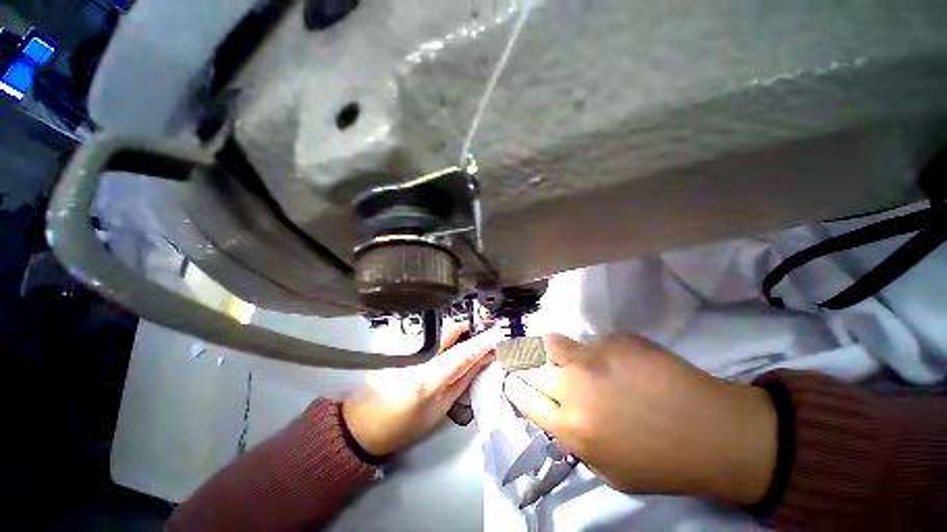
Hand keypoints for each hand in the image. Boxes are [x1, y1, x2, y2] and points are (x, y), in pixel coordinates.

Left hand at [342, 325, 501, 456]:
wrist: (363, 423)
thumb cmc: (405, 424)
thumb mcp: (441, 407)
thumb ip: (465, 377)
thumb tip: (486, 357)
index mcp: (428, 378)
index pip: (463, 352)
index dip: (483, 340)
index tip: (498, 332)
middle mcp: (416, 355)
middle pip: (450, 331)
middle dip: (470, 328)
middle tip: (485, 330)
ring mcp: (403, 345)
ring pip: (439, 328)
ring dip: (458, 330)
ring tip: (470, 335)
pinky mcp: (396, 341)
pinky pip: (428, 331)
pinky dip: (442, 333)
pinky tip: (448, 340)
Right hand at [505, 333, 776, 504]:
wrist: (714, 433)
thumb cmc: (660, 462)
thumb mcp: (606, 469)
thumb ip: (571, 437)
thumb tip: (553, 409)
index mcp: (569, 425)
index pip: (522, 395)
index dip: (514, 385)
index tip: (513, 379)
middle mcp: (573, 386)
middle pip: (528, 362)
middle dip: (520, 360)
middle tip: (522, 358)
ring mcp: (594, 357)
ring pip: (552, 341)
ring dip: (550, 349)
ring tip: (563, 355)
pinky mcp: (616, 340)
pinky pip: (592, 342)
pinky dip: (594, 351)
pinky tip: (618, 363)